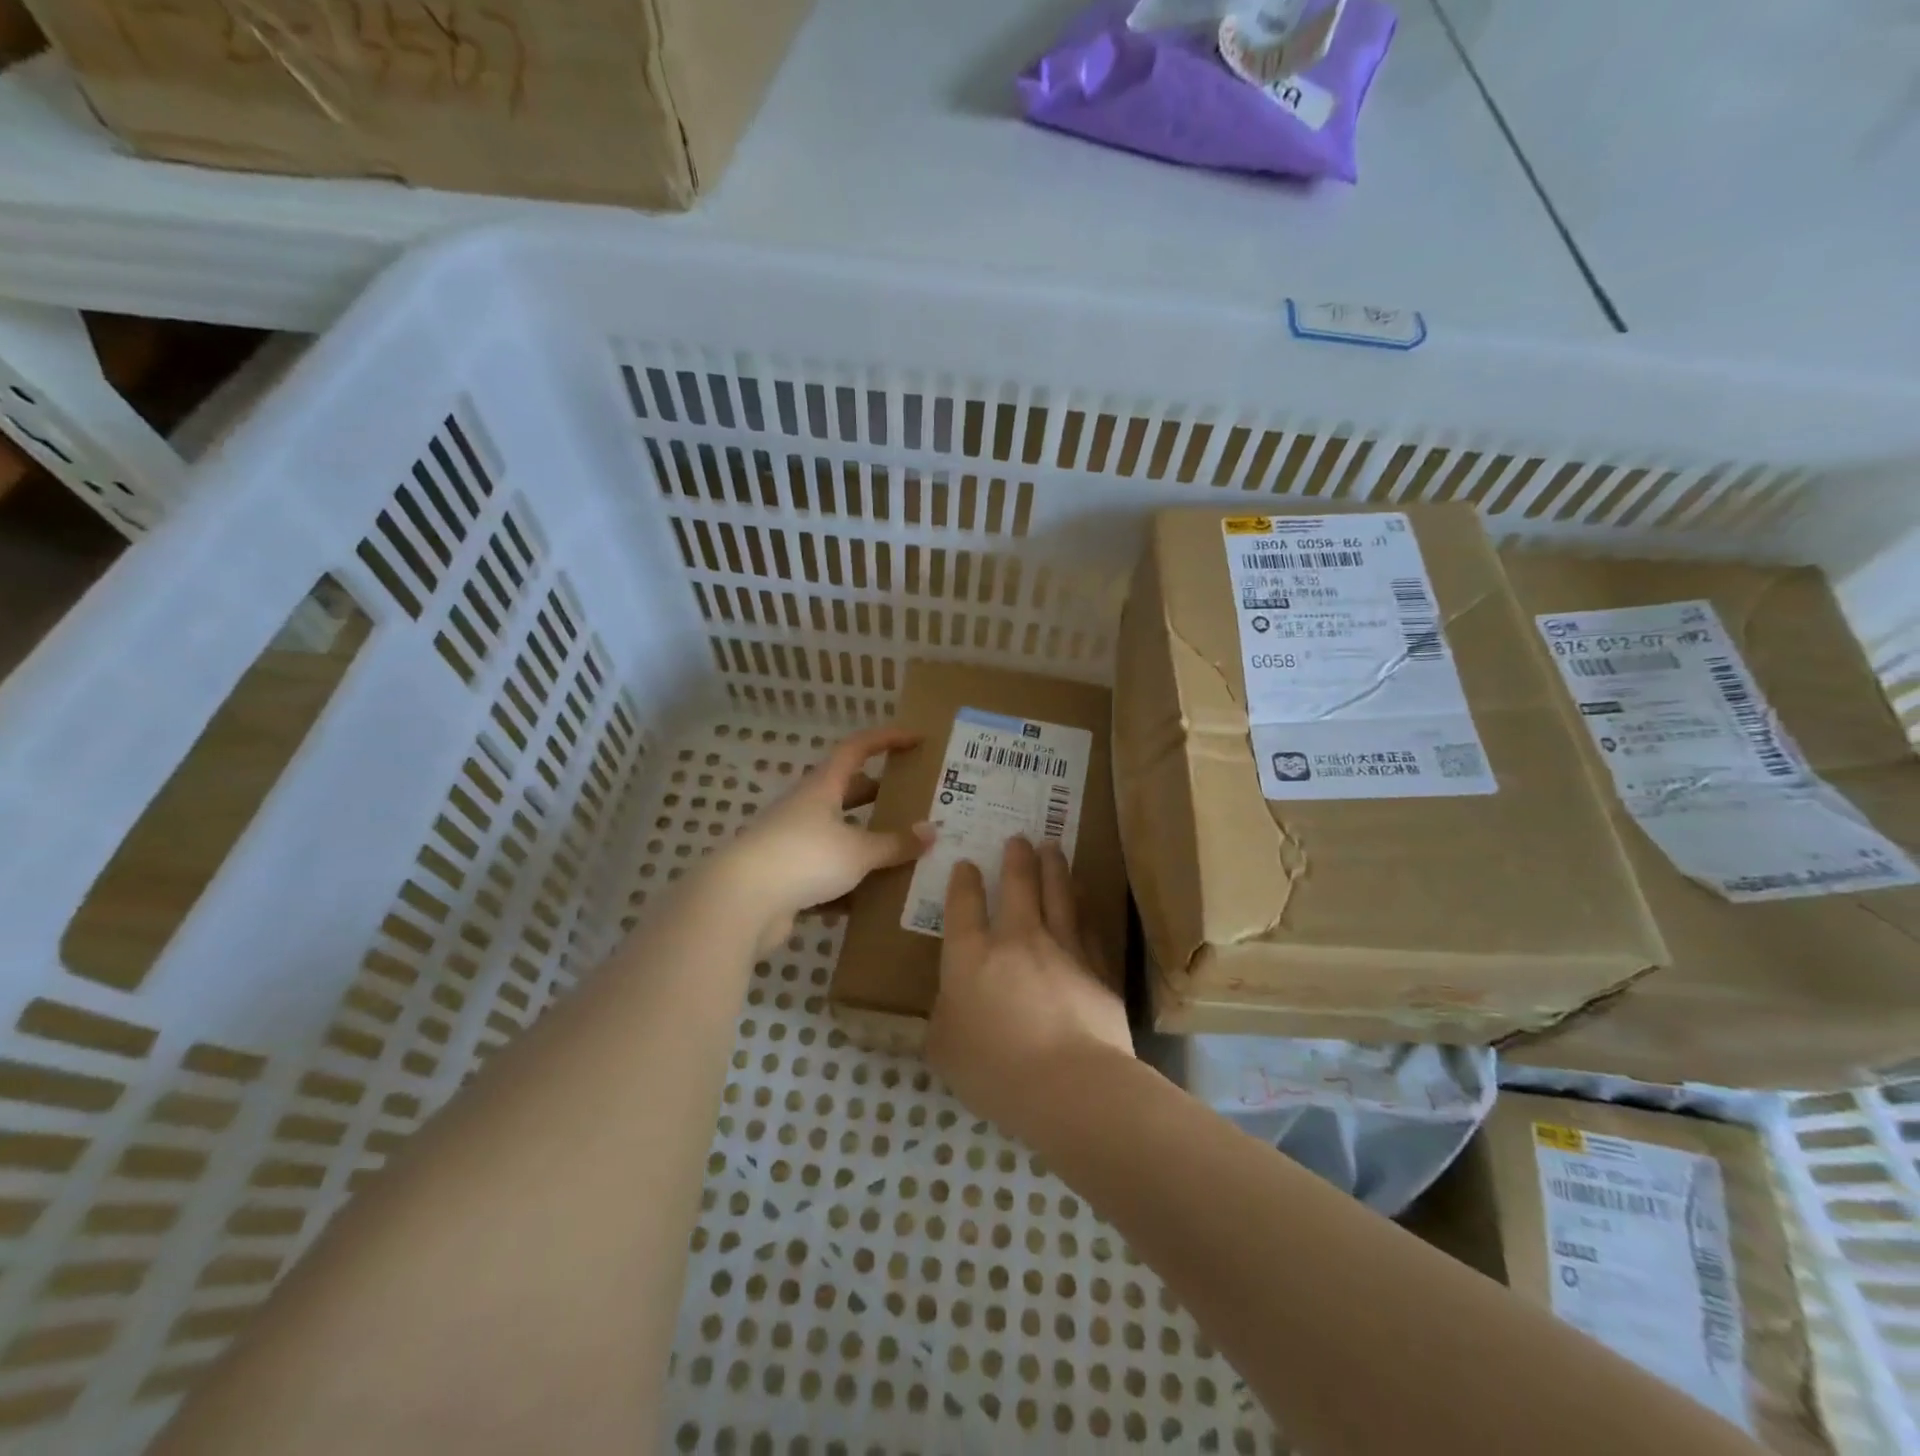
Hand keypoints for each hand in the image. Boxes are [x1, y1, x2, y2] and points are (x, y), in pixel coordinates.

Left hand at [720, 727, 934, 953]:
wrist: (741, 902)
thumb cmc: (804, 857)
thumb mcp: (858, 851)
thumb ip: (895, 843)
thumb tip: (931, 832)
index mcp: (822, 788)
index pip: (857, 748)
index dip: (887, 739)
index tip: (917, 739)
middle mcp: (806, 808)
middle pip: (847, 792)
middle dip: (879, 795)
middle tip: (914, 803)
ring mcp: (792, 843)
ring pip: (837, 836)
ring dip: (865, 843)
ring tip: (902, 853)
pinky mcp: (785, 877)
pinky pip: (825, 875)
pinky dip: (849, 884)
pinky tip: (873, 901)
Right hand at [927, 835, 1133, 1141]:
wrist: (1071, 1084)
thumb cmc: (995, 1070)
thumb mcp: (945, 1051)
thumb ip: (944, 1020)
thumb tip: (950, 1005)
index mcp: (971, 956)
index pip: (963, 906)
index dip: (964, 882)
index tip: (967, 864)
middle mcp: (1017, 939)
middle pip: (1018, 886)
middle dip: (1017, 858)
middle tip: (1020, 838)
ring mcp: (1062, 949)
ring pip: (1059, 895)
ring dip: (1055, 867)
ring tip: (1053, 847)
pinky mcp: (1097, 967)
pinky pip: (1088, 925)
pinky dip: (1085, 904)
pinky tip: (1085, 896)